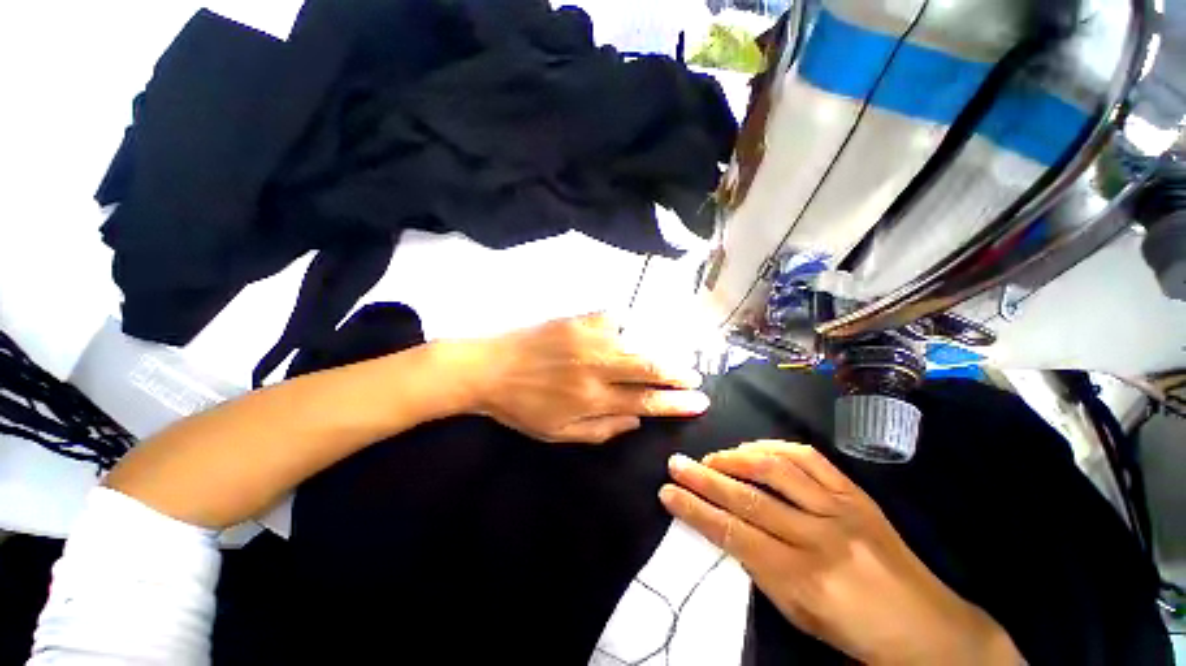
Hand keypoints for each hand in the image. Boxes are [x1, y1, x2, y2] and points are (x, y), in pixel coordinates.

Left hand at [457, 313, 709, 443]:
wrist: (489, 369)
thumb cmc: (522, 407)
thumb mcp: (559, 433)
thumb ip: (602, 430)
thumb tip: (636, 420)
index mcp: (591, 398)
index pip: (645, 401)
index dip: (676, 403)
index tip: (699, 402)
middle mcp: (595, 366)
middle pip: (648, 367)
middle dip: (677, 372)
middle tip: (694, 376)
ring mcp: (587, 338)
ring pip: (635, 341)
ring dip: (656, 350)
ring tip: (667, 358)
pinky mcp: (577, 319)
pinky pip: (613, 318)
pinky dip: (626, 327)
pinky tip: (628, 333)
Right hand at [659, 441, 1022, 664]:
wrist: (928, 627)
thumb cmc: (854, 631)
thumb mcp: (798, 613)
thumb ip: (759, 567)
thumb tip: (726, 528)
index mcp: (803, 577)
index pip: (733, 533)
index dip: (695, 510)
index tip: (668, 492)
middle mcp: (819, 536)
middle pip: (748, 497)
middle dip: (704, 478)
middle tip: (677, 463)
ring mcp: (841, 508)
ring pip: (776, 469)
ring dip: (736, 457)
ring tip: (713, 456)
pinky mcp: (857, 493)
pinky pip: (810, 458)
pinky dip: (775, 447)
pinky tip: (755, 447)